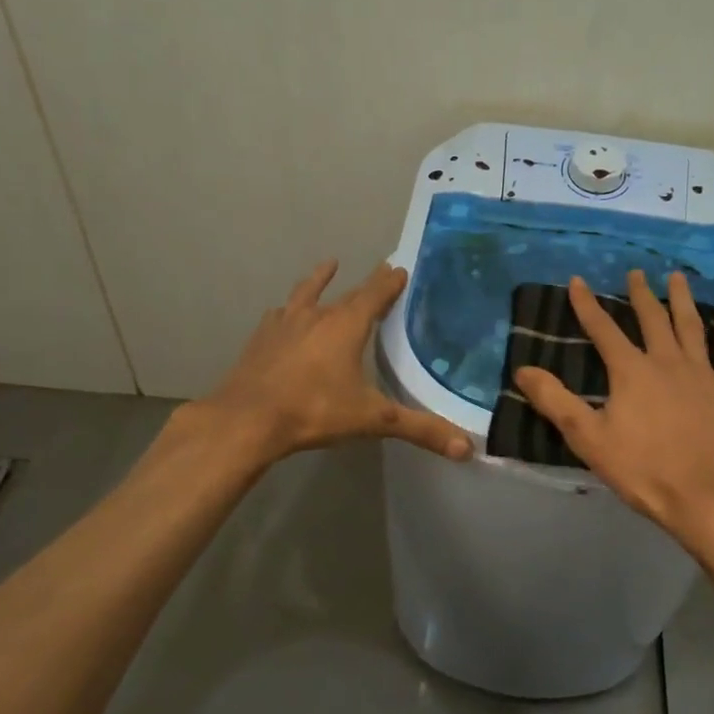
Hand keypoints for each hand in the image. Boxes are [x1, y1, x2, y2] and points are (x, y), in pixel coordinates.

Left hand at [204, 260, 471, 463]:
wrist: (246, 420)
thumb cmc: (314, 411)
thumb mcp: (373, 420)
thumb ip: (420, 430)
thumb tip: (467, 449)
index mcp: (346, 326)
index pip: (375, 295)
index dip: (389, 282)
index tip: (399, 268)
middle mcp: (316, 316)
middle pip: (346, 293)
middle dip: (365, 284)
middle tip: (379, 272)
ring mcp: (284, 326)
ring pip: (306, 294)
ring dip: (318, 281)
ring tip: (328, 265)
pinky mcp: (260, 341)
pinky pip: (278, 317)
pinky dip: (286, 312)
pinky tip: (280, 314)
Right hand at [513, 270, 713, 552]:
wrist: (708, 496)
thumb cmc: (644, 470)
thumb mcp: (589, 438)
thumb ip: (555, 401)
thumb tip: (523, 370)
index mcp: (631, 371)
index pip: (603, 329)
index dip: (587, 304)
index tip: (577, 281)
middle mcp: (667, 361)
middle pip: (652, 319)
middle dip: (640, 294)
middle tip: (636, 272)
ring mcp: (702, 373)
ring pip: (690, 326)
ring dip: (682, 300)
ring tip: (677, 277)